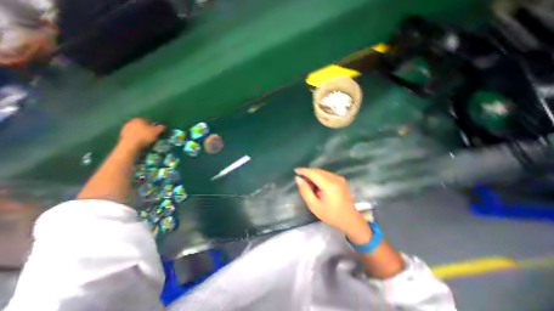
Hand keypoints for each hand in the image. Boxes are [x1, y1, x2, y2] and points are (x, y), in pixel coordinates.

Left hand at [118, 118, 163, 151]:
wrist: (130, 145)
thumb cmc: (145, 136)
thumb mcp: (157, 132)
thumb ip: (160, 128)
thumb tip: (162, 126)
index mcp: (139, 119)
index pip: (148, 120)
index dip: (154, 125)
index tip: (157, 130)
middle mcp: (131, 122)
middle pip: (141, 125)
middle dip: (147, 129)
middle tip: (153, 135)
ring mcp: (125, 129)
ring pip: (137, 130)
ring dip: (141, 133)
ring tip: (147, 139)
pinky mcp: (122, 135)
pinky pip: (133, 135)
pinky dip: (137, 137)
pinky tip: (141, 142)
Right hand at [297, 168, 368, 239]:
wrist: (350, 219)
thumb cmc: (331, 215)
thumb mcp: (314, 206)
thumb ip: (305, 191)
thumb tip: (298, 179)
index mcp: (329, 185)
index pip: (313, 173)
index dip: (303, 170)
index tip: (295, 170)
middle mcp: (335, 178)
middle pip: (317, 171)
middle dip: (308, 174)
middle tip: (303, 185)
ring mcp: (339, 178)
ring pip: (321, 172)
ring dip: (313, 176)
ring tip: (312, 189)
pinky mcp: (340, 179)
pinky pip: (326, 174)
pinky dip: (319, 178)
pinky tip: (319, 188)